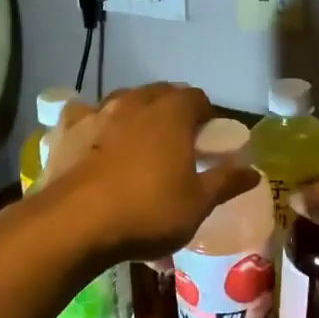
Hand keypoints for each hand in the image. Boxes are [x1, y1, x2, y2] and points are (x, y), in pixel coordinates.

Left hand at [42, 84, 259, 264]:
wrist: (74, 224)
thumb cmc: (147, 211)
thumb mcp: (197, 203)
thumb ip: (226, 182)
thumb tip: (253, 171)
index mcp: (172, 112)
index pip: (197, 98)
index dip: (206, 115)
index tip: (207, 139)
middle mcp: (134, 101)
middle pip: (160, 94)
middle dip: (171, 111)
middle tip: (176, 143)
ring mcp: (96, 111)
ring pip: (122, 101)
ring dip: (133, 114)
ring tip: (135, 143)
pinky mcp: (65, 130)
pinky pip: (84, 117)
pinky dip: (93, 125)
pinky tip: (92, 144)